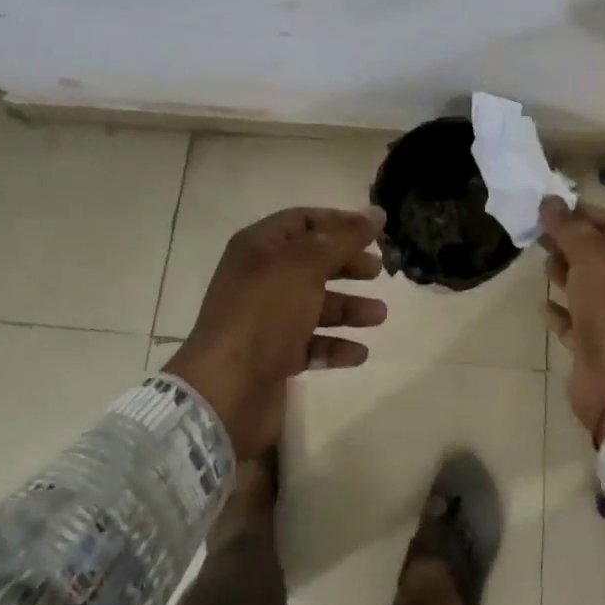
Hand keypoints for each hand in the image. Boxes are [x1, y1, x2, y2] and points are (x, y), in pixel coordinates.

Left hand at [165, 206, 388, 458]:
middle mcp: (260, 277)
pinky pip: (309, 344)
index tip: (375, 233)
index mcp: (259, 246)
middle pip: (312, 261)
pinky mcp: (271, 357)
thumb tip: (377, 212)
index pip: (303, 220)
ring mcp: (264, 319)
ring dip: (348, 308)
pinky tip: (359, 353)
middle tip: (379, 271)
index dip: (339, 223)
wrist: (225, 391)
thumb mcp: (306, 264)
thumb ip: (344, 237)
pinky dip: (335, 346)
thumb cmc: (265, 313)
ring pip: (314, 304)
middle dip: (347, 264)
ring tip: (379, 316)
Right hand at [540, 198, 604, 441]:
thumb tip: (550, 200)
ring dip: (566, 274)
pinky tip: (544, 305)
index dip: (584, 214)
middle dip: (572, 243)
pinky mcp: (602, 349)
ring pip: (590, 288)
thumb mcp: (594, 258)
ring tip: (543, 262)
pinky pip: (579, 322)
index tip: (551, 206)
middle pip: (602, 257)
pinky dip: (562, 312)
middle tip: (539, 233)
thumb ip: (570, 228)